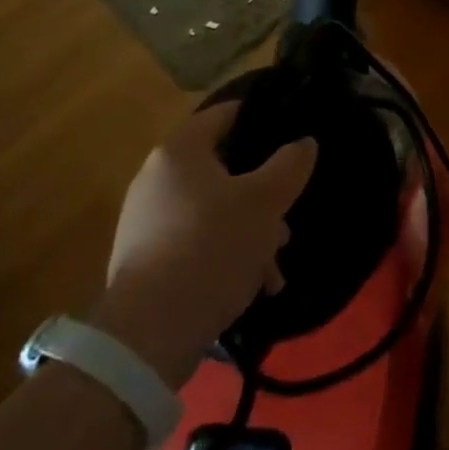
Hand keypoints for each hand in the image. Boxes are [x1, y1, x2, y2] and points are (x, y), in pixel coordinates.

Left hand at [91, 104, 316, 388]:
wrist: (148, 335)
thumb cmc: (211, 248)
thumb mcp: (265, 202)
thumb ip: (290, 165)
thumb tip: (304, 143)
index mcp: (180, 151)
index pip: (226, 114)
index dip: (261, 117)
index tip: (291, 132)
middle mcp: (156, 178)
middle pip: (223, 168)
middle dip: (261, 193)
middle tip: (287, 217)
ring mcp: (146, 221)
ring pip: (213, 210)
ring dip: (249, 231)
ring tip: (274, 265)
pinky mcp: (145, 260)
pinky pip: (196, 242)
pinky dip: (224, 254)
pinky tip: (252, 286)